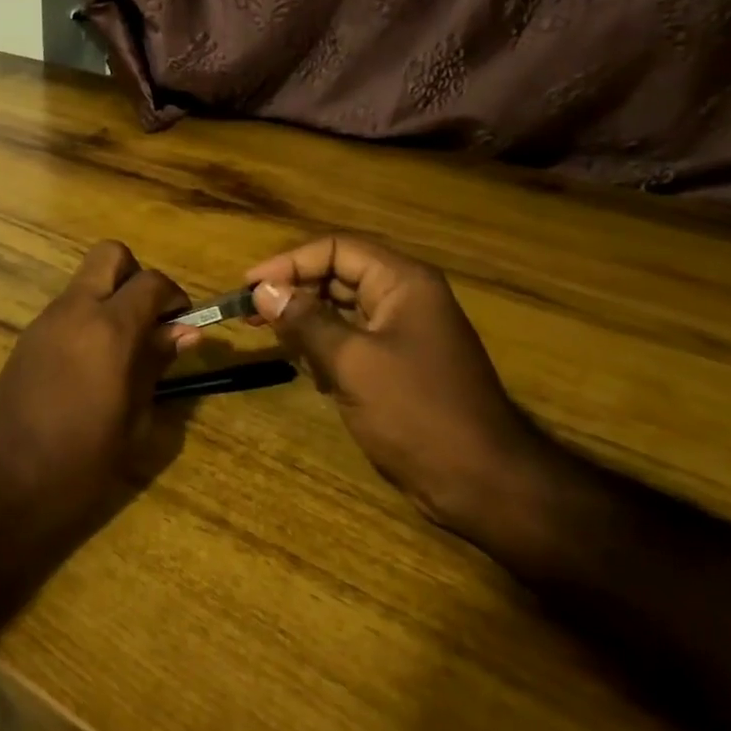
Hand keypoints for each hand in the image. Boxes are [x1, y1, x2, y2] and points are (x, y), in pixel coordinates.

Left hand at [0, 242, 195, 608]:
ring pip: (86, 281)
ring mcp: (43, 322)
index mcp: (108, 330)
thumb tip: (184, 332)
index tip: (184, 327)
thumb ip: (156, 366)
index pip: (152, 281)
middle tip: (149, 323)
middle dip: (137, 277)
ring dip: (111, 298)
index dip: (175, 296)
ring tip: (125, 352)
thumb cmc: (76, 467)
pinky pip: (66, 309)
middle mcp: (74, 311)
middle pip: (110, 255)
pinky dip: (88, 319)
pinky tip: (93, 367)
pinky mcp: (24, 340)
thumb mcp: (131, 422)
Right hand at [246, 235, 549, 550]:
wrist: (481, 481)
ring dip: (307, 322)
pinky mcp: (400, 364)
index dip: (289, 262)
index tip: (249, 287)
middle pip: (338, 274)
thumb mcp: (352, 362)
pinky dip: (326, 348)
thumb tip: (263, 290)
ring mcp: (405, 331)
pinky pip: (353, 340)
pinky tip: (309, 371)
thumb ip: (305, 321)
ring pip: (343, 309)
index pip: (336, 248)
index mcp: (403, 282)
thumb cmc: (416, 412)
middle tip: (249, 315)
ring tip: (274, 341)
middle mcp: (405, 297)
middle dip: (294, 292)